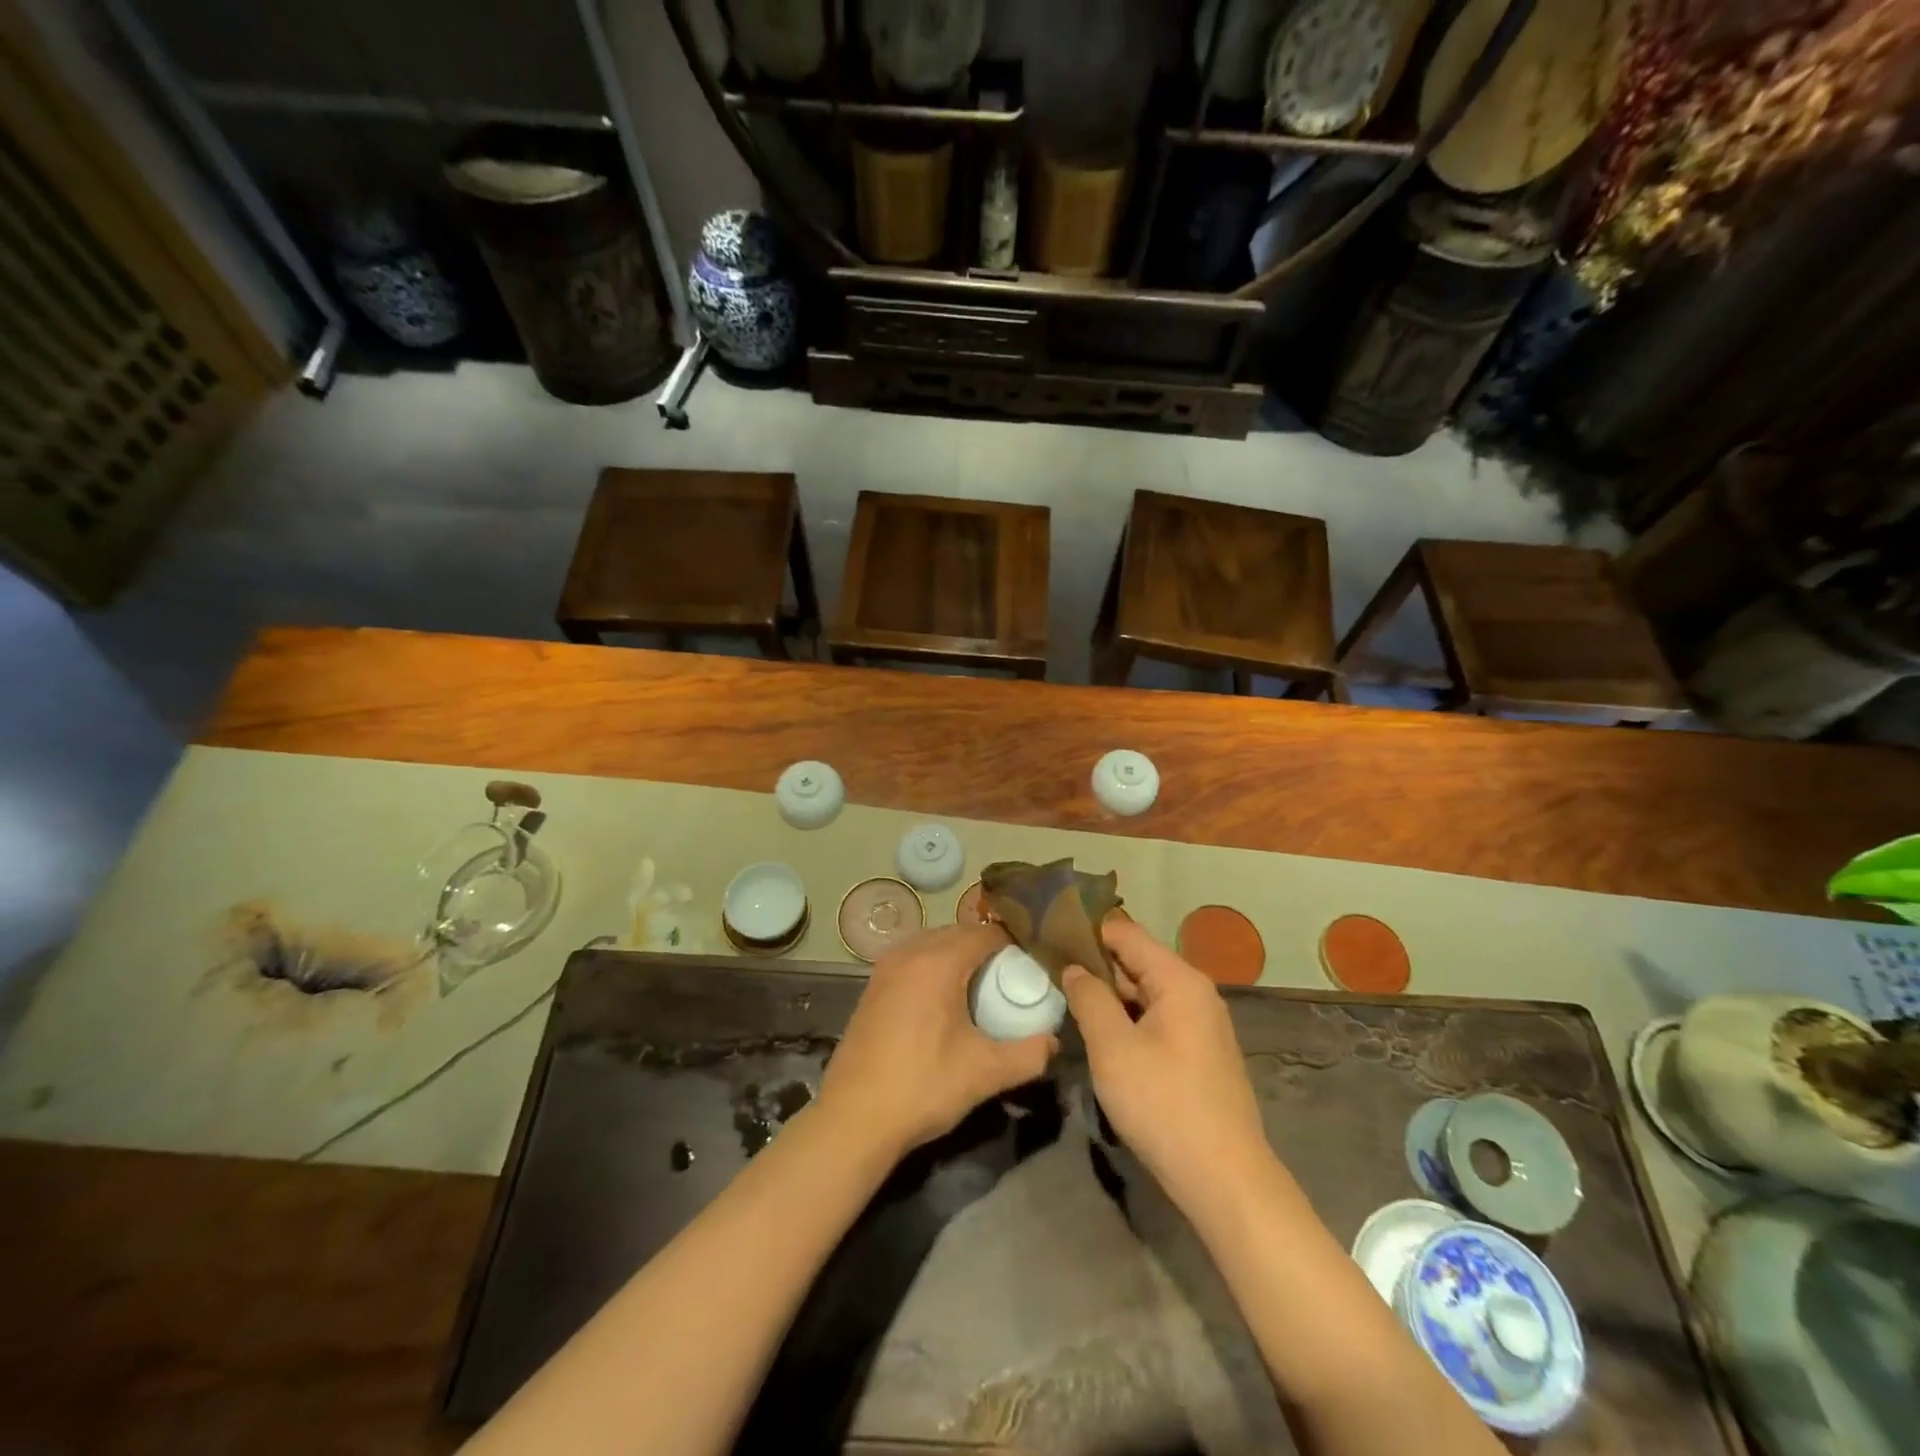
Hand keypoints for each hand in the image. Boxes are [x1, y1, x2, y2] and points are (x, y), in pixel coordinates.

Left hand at [816, 924, 1056, 1158]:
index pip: (985, 933)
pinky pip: (913, 959)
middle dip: (987, 948)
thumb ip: (1028, 1055)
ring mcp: (885, 968)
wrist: (853, 1119)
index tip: (1032, 965)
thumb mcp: (985, 1073)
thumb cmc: (923, 1087)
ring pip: (932, 943)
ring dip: (958, 955)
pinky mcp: (872, 986)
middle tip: (1011, 977)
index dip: (1013, 944)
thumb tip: (1054, 1042)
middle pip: (958, 932)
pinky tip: (944, 1001)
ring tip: (981, 987)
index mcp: (937, 962)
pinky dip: (934, 966)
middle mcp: (909, 953)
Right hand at [1063, 918, 1269, 1211]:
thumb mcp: (1113, 1048)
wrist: (1224, 1180)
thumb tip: (1073, 968)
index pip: (1125, 933)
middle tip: (1048, 974)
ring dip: (1109, 997)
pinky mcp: (1199, 1052)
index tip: (1048, 938)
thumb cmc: (1163, 1104)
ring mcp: (1201, 1023)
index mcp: (1179, 979)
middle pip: (1136, 961)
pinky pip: (1156, 1019)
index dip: (1085, 932)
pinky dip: (1127, 1020)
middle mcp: (1195, 992)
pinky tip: (1100, 1035)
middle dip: (1094, 967)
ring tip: (1066, 1001)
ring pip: (1144, 993)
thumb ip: (1089, 998)